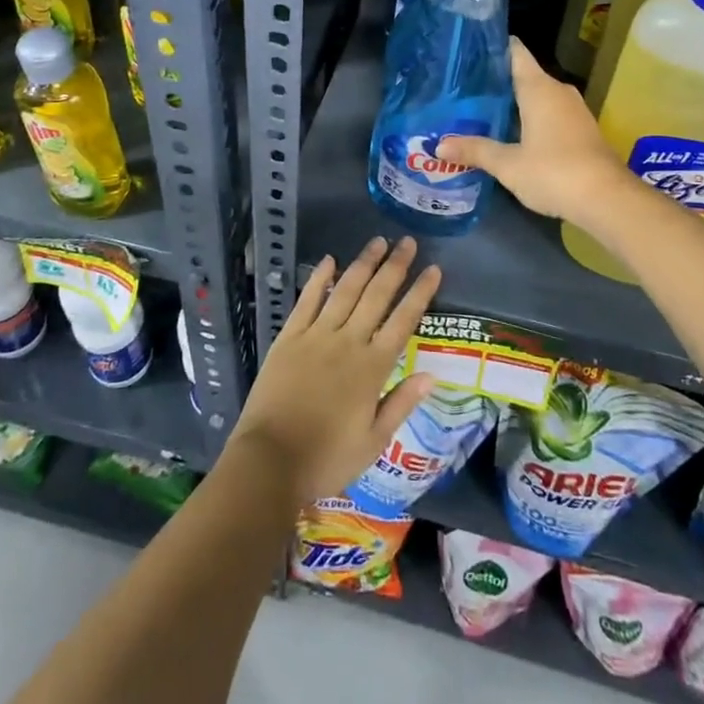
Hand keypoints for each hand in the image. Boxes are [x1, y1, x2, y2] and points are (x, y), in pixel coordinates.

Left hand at [229, 236, 440, 505]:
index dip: (420, 293)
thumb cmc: (327, 458)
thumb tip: (431, 375)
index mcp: (373, 368)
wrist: (270, 461)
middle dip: (395, 267)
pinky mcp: (289, 337)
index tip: (433, 269)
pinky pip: (306, 301)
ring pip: (345, 291)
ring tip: (378, 242)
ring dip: (363, 264)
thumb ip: (401, 403)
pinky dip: (318, 279)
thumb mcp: (373, 441)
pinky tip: (329, 260)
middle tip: (408, 242)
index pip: (403, 321)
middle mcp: (348, 342)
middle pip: (376, 296)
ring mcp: (316, 336)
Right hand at [440, 39, 624, 219]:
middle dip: (497, 81)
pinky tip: (511, 133)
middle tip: (464, 88)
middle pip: (524, 75)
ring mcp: (574, 110)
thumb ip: (475, 150)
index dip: (494, 47)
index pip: (516, 52)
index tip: (470, 49)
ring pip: (538, 96)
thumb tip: (439, 147)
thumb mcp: (508, 164)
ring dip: (514, 102)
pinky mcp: (582, 130)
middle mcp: (558, 91)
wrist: (607, 199)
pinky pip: (550, 113)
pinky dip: (530, 117)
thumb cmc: (554, 172)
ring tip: (481, 110)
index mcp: (539, 88)